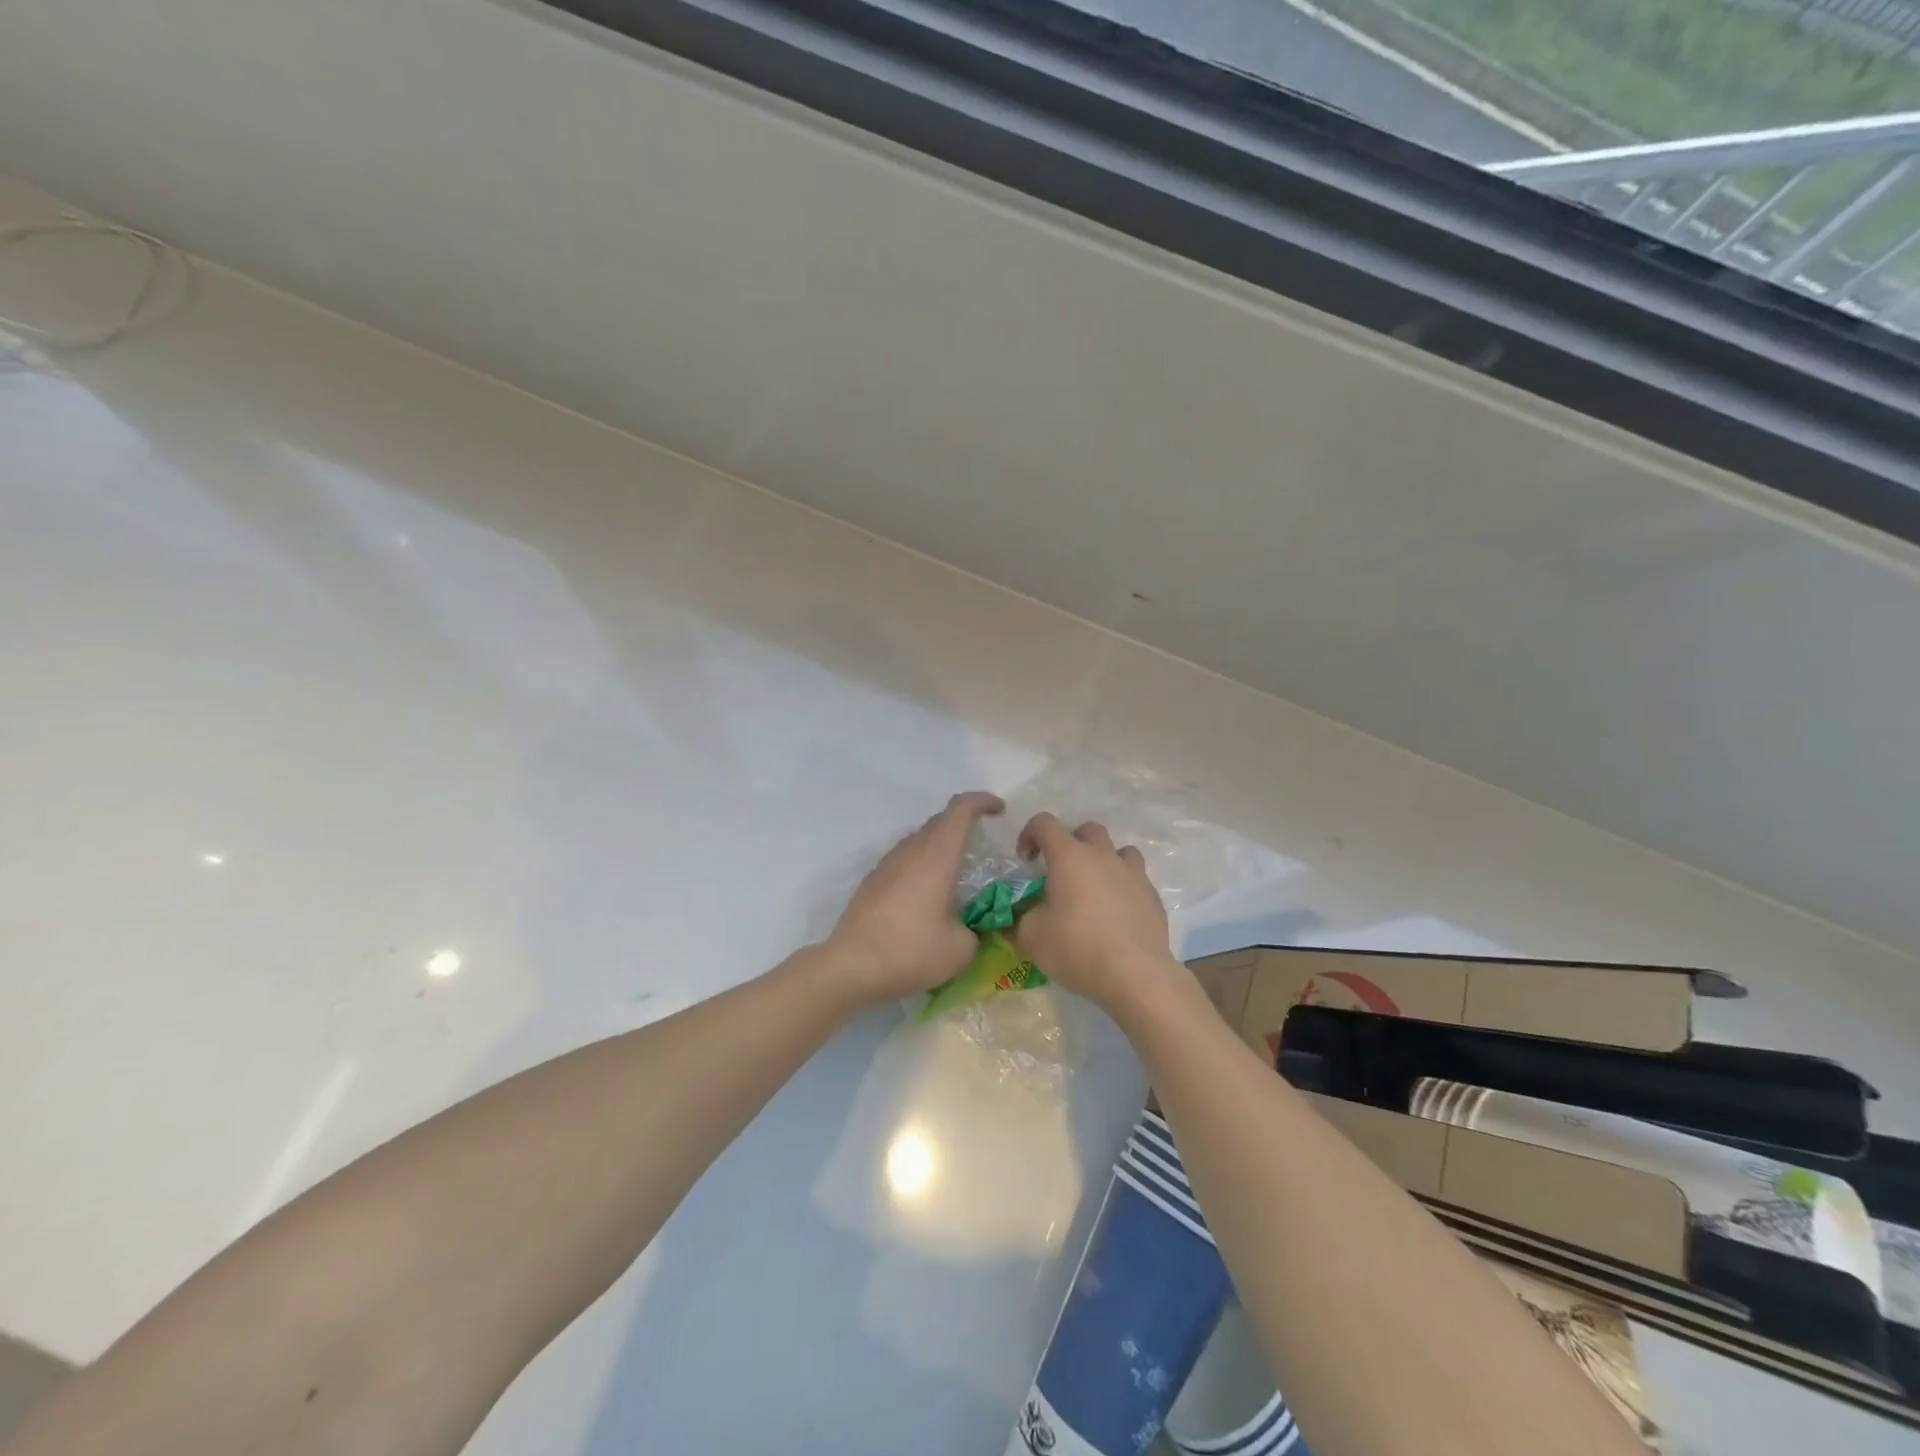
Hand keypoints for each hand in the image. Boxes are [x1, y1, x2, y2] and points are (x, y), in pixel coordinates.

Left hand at [825, 791, 1005, 1004]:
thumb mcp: (960, 949)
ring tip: (955, 874)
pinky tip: (926, 896)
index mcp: (937, 856)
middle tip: (981, 844)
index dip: (982, 801)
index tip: (999, 810)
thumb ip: (974, 930)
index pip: (961, 808)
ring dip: (940, 846)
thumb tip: (969, 930)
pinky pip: (904, 860)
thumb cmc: (911, 951)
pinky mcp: (872, 882)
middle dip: (964, 824)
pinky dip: (921, 866)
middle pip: (940, 821)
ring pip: (919, 840)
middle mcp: (911, 851)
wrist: (851, 966)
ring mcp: (887, 864)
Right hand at [1012, 813, 1172, 1007]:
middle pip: (1087, 830)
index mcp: (1069, 857)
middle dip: (1071, 843)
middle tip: (1062, 872)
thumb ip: (1019, 920)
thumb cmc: (1076, 948)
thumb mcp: (1031, 937)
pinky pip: (1136, 880)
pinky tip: (1116, 915)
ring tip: (1095, 889)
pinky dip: (1123, 888)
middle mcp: (1103, 856)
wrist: (1134, 974)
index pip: (1045, 823)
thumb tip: (1017, 917)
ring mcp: (1133, 874)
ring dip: (1104, 861)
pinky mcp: (1153, 896)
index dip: (1030, 834)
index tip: (1026, 861)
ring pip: (1120, 851)